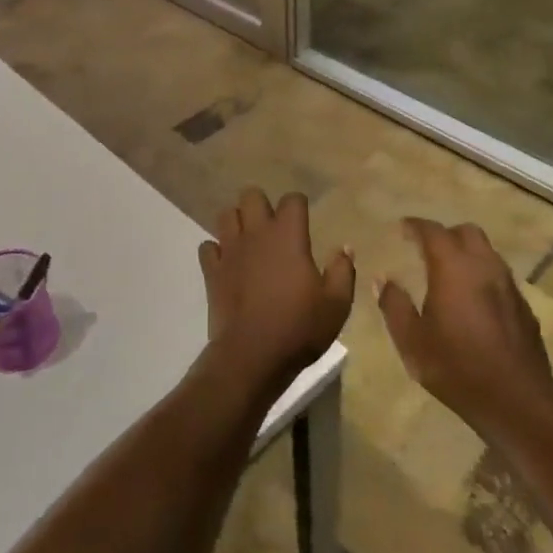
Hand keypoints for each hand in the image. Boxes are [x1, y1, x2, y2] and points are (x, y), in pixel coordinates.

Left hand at [199, 189, 353, 396]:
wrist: (252, 356)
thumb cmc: (298, 327)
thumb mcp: (336, 304)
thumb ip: (343, 271)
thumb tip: (344, 248)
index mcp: (288, 236)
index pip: (292, 199)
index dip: (299, 205)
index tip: (303, 221)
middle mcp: (256, 233)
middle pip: (251, 195)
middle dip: (261, 205)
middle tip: (272, 227)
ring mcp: (230, 250)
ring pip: (226, 215)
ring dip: (237, 222)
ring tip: (249, 240)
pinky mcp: (212, 271)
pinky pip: (208, 247)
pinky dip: (216, 251)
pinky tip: (227, 264)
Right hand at [379, 219, 552, 436]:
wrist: (517, 401)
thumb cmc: (457, 367)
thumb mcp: (412, 341)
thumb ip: (394, 305)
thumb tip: (382, 280)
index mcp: (453, 267)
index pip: (432, 231)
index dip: (415, 226)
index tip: (402, 228)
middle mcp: (484, 266)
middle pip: (466, 232)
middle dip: (445, 234)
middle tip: (427, 249)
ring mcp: (508, 285)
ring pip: (487, 252)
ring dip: (467, 253)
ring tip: (450, 272)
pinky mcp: (524, 306)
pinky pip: (500, 277)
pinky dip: (483, 276)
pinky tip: (474, 300)